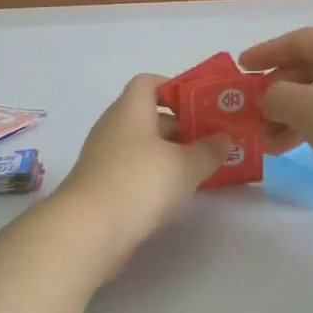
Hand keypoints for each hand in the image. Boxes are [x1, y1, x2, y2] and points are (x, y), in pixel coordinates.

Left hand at [55, 74, 230, 267]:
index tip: (200, 105)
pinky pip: (132, 168)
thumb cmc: (140, 182)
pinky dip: (152, 174)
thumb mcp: (185, 166)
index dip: (174, 88)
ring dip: (168, 153)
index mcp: (130, 109)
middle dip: (180, 126)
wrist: (89, 229)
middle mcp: (113, 126)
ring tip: (198, 169)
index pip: (148, 83)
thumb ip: (208, 150)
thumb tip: (223, 139)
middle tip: (209, 142)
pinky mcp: (100, 183)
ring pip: (141, 145)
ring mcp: (102, 156)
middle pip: (147, 115)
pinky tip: (172, 192)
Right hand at [240, 27, 312, 244]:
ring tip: (265, 142)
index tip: (238, 69)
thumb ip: (279, 96)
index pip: (301, 39)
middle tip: (248, 114)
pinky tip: (291, 148)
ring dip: (290, 115)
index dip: (267, 52)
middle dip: (277, 91)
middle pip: (311, 68)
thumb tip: (268, 97)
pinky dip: (311, 129)